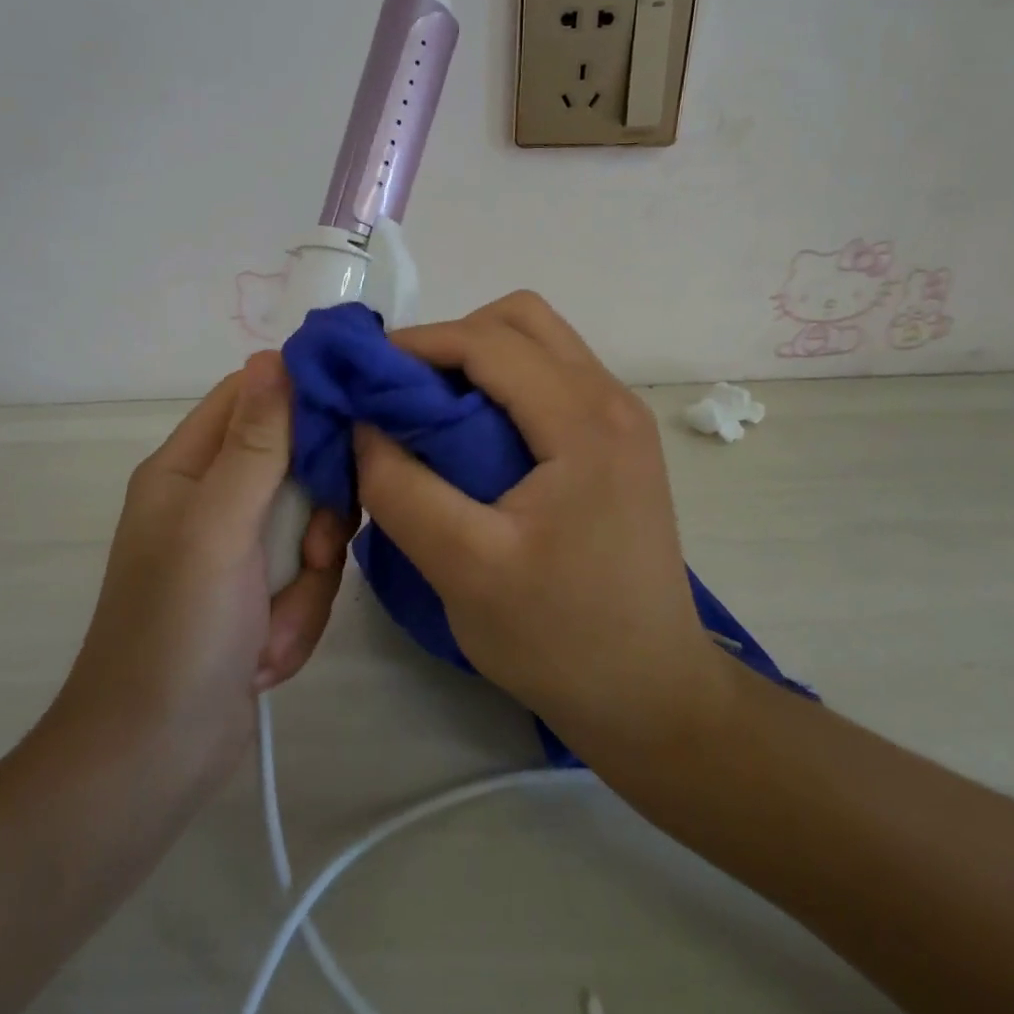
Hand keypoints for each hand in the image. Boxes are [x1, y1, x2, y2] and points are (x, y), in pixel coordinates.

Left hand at [42, 352, 348, 790]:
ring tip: (275, 626)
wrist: (153, 763)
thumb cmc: (177, 631)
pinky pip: (307, 580)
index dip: (304, 397)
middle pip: (298, 465)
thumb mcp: (219, 526)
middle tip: (315, 552)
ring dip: (307, 581)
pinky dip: (297, 618)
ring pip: (312, 528)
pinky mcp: (259, 596)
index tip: (356, 417)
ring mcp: (238, 552)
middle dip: (316, 516)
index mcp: (189, 468)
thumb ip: (256, 442)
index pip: (254, 397)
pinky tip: (267, 656)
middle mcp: (214, 499)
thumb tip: (274, 355)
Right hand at [352, 292, 715, 748]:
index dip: (417, 344)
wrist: (651, 693)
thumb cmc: (560, 637)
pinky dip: (503, 383)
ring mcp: (621, 418)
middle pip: (521, 319)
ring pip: (539, 342)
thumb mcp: (463, 568)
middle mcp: (611, 400)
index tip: (363, 375)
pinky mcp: (617, 441)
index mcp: (584, 422)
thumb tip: (362, 424)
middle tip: (404, 393)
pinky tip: (473, 436)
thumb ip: (400, 489)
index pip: (489, 341)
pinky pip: (552, 377)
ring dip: (478, 358)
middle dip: (452, 340)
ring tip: (432, 412)